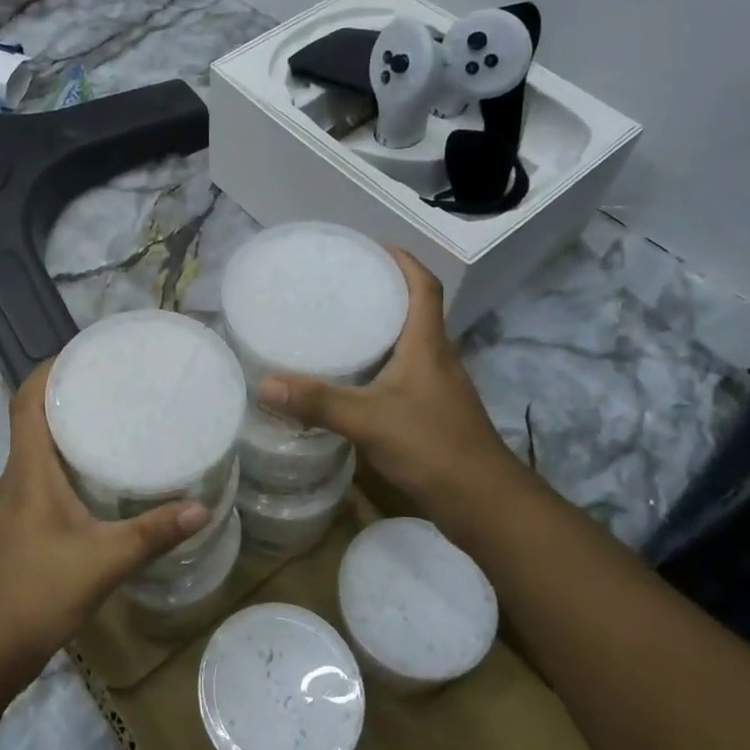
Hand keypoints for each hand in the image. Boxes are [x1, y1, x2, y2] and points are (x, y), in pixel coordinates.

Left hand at [0, 361, 211, 687]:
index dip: (50, 369)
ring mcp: (13, 503)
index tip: (87, 353)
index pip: (26, 400)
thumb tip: (203, 507)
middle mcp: (15, 477)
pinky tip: (98, 477)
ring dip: (67, 428)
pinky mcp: (18, 525)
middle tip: (116, 382)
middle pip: (33, 418)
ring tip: (114, 419)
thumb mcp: (103, 562)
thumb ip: (152, 534)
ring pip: (37, 449)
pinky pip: (41, 475)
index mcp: (27, 470)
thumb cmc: (35, 594)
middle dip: (69, 393)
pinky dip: (66, 461)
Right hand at [259, 247, 540, 528]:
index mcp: (428, 345)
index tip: (374, 247)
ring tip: (341, 325)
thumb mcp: (368, 420)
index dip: (404, 261)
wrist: (484, 503)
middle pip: (416, 311)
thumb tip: (266, 384)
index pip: (424, 287)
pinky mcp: (435, 413)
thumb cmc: (432, 447)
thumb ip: (318, 402)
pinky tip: (356, 380)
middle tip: (342, 285)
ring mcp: (439, 387)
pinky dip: (382, 364)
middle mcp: (438, 358)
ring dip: (383, 329)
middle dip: (384, 291)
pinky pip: (406, 373)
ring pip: (411, 344)